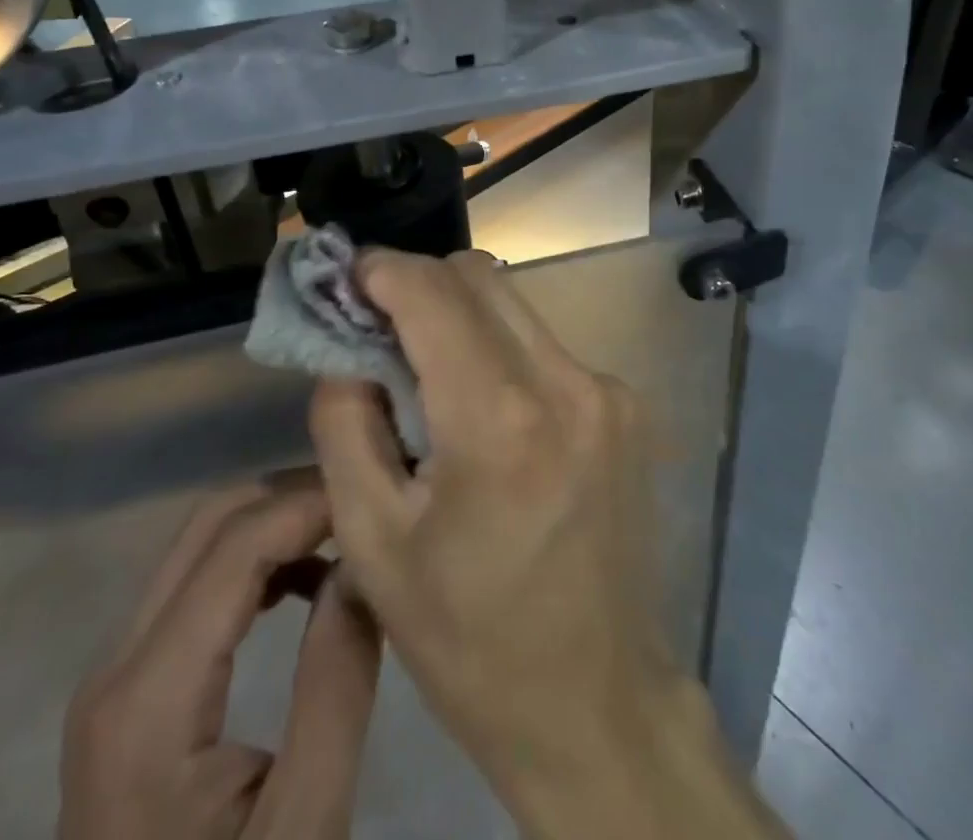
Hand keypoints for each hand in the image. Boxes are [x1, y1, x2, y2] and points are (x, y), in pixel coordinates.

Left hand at [59, 477, 381, 839]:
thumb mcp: (302, 830)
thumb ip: (335, 686)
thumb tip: (363, 563)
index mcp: (147, 703)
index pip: (236, 547)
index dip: (310, 504)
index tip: (378, 494)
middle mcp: (115, 665)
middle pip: (209, 524)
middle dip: (293, 498)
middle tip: (368, 504)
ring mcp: (114, 674)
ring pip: (200, 544)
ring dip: (277, 522)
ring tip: (350, 533)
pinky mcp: (129, 688)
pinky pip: (195, 583)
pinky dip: (257, 559)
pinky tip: (309, 582)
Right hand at [310, 250, 782, 838]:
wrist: (597, 701)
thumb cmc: (471, 638)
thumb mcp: (372, 543)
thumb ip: (345, 424)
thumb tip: (349, 351)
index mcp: (500, 420)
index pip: (433, 292)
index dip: (383, 270)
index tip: (348, 278)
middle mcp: (566, 383)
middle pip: (477, 278)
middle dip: (418, 283)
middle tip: (376, 322)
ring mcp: (607, 389)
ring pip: (512, 305)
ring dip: (458, 314)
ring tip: (423, 368)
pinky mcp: (626, 405)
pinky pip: (543, 345)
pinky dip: (498, 349)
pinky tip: (481, 407)